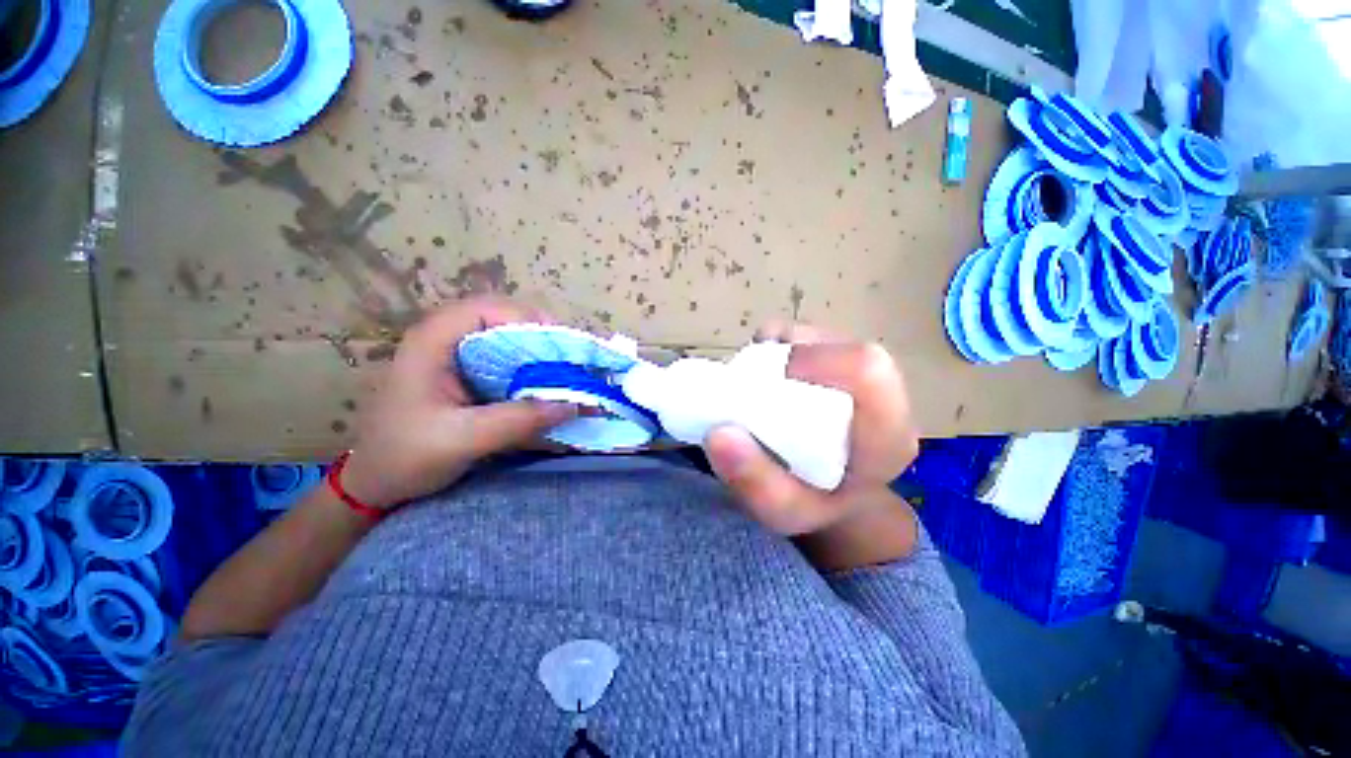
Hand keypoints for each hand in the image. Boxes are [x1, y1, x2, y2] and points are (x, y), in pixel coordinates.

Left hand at [339, 297, 575, 509]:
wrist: (375, 485)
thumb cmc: (403, 457)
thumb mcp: (460, 440)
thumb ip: (516, 421)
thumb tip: (572, 404)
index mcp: (433, 341)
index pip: (487, 309)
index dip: (527, 319)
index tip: (560, 346)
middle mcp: (447, 340)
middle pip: (504, 320)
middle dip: (541, 338)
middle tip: (570, 363)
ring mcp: (458, 357)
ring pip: (509, 340)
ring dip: (540, 355)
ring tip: (567, 375)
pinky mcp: (469, 376)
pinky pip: (508, 362)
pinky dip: (532, 372)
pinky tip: (548, 389)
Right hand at [703, 321, 919, 539]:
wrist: (832, 494)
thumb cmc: (812, 504)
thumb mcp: (782, 511)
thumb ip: (755, 482)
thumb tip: (718, 433)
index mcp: (887, 435)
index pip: (867, 371)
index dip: (814, 361)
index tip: (767, 383)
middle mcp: (884, 396)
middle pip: (840, 347)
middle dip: (786, 358)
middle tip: (753, 387)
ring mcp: (860, 372)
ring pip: (818, 337)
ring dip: (776, 353)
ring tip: (755, 386)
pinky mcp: (838, 359)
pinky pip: (803, 336)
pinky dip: (773, 347)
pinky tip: (762, 375)